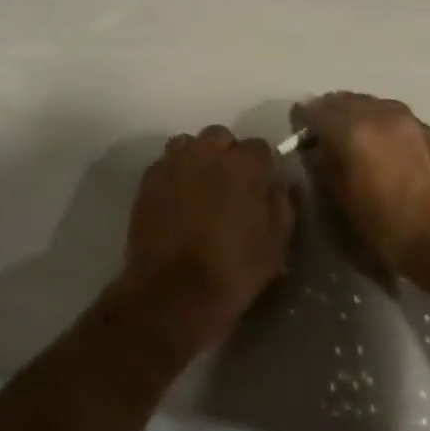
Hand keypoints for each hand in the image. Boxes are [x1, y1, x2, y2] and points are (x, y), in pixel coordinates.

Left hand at [120, 125, 292, 355]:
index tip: (260, 186)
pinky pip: (165, 164)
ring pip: (189, 144)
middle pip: (221, 137)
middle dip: (227, 155)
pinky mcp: (147, 180)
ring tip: (200, 188)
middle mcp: (207, 152)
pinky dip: (174, 174)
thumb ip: (282, 206)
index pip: (260, 147)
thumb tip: (279, 185)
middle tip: (229, 186)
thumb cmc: (233, 270)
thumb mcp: (276, 245)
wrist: (172, 293)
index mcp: (244, 165)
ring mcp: (173, 163)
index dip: (262, 167)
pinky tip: (176, 199)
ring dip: (197, 158)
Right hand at [291, 92, 429, 296]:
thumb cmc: (391, 229)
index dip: (301, 122)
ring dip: (359, 118)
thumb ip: (325, 168)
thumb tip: (316, 150)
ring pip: (373, 106)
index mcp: (352, 129)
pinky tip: (387, 154)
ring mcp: (411, 119)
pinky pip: (397, 119)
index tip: (297, 137)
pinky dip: (383, 128)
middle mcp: (381, 113)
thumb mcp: (343, 205)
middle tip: (325, 140)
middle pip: (344, 100)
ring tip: (356, 146)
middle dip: (330, 115)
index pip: (313, 110)